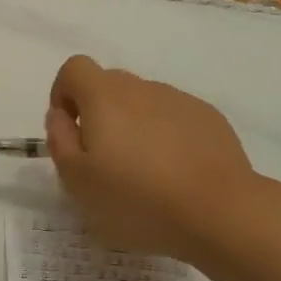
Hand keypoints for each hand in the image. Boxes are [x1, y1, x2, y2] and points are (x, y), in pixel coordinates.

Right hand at [45, 55, 266, 265]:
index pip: (74, 68)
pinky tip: (175, 175)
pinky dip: (166, 137)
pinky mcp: (210, 119)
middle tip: (103, 160)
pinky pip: (175, 119)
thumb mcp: (77, 180)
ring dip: (134, 127)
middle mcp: (141, 87)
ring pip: (143, 103)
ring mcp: (180, 100)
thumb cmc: (136, 199)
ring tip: (144, 174)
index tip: (69, 130)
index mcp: (104, 96)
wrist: (220, 212)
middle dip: (98, 114)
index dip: (64, 94)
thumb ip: (59, 140)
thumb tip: (60, 115)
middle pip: (108, 85)